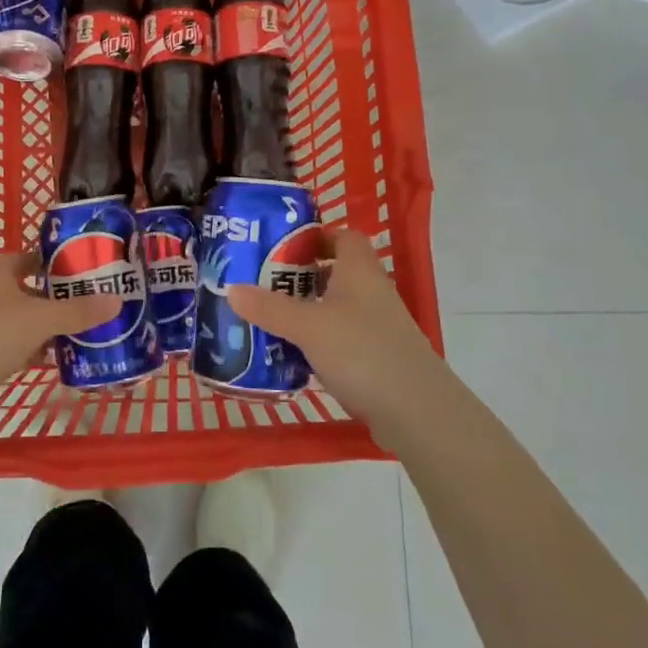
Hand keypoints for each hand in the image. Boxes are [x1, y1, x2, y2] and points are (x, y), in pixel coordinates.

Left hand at [0, 251, 113, 422]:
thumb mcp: (42, 320)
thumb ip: (79, 311)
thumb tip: (117, 300)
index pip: (32, 256)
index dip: (57, 261)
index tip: (85, 271)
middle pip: (30, 288)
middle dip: (57, 297)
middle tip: (90, 303)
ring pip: (23, 317)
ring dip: (47, 325)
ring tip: (80, 331)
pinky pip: (14, 342)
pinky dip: (33, 347)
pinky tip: (54, 358)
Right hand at [225, 228, 445, 434]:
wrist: (416, 411)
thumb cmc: (362, 352)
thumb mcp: (308, 327)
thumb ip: (269, 308)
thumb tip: (231, 288)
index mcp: (359, 271)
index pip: (343, 236)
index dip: (315, 237)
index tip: (281, 248)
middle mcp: (371, 292)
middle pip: (334, 272)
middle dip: (299, 277)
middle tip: (262, 284)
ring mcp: (376, 327)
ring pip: (335, 308)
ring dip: (305, 311)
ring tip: (267, 319)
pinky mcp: (376, 358)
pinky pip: (339, 339)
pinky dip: (316, 342)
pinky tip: (291, 355)